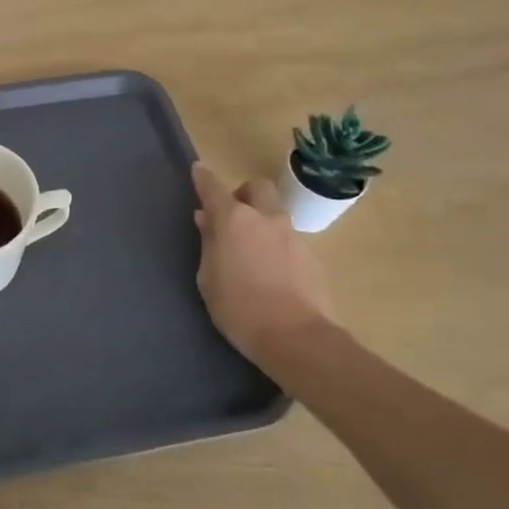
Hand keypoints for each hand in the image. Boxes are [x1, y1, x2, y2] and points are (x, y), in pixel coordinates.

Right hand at [191, 163, 335, 374]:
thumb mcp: (209, 278)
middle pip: (256, 188)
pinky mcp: (311, 255)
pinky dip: (276, 244)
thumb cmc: (239, 309)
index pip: (213, 188)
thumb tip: (207, 220)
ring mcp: (292, 235)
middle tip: (232, 215)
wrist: (297, 338)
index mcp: (234, 220)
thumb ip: (209, 244)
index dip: (203, 178)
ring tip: (251, 250)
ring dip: (261, 221)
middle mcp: (265, 218)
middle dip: (243, 194)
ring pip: (275, 214)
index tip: (197, 170)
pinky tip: (271, 271)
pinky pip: (288, 239)